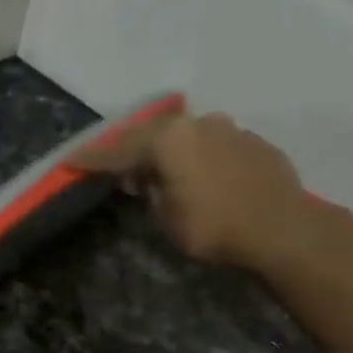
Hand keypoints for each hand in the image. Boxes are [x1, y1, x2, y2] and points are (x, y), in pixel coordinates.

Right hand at [84, 105, 312, 273]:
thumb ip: (152, 192)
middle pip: (153, 134)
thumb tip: (150, 179)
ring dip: (168, 151)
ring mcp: (229, 129)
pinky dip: (198, 157)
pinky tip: (199, 176)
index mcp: (169, 140)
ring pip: (186, 135)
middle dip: (132, 150)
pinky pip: (213, 145)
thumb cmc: (214, 227)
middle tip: (116, 167)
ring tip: (160, 171)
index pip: (120, 150)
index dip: (93, 158)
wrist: (281, 228)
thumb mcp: (167, 218)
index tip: (72, 160)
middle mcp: (197, 124)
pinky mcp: (253, 142)